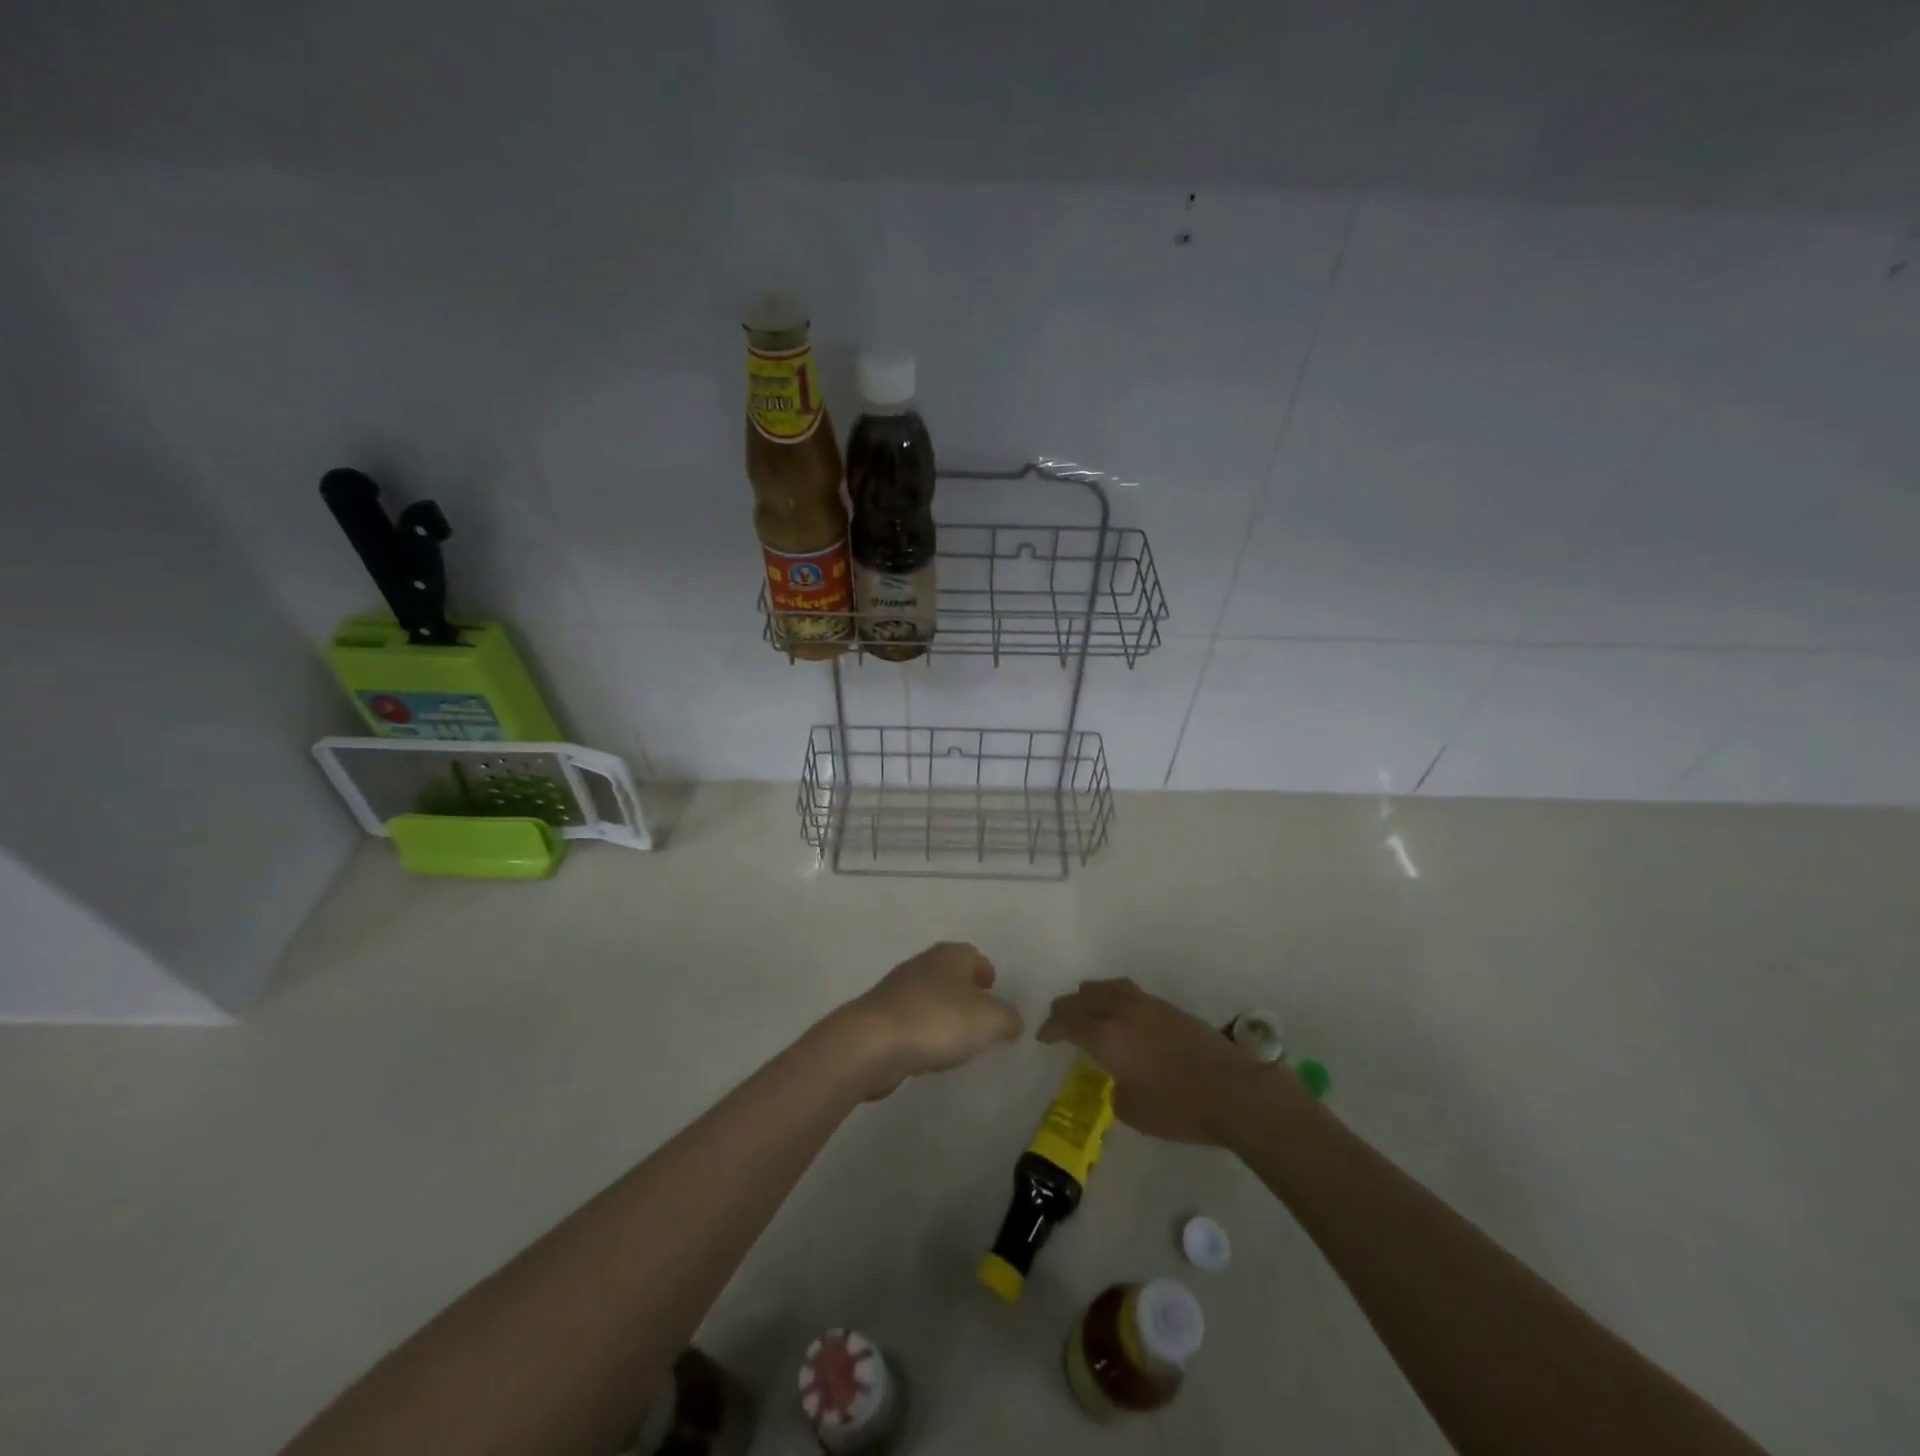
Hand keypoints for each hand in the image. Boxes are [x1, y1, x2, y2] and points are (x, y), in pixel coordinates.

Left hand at [828, 943, 1023, 1099]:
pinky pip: (912, 1023)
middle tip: (981, 1021)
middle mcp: (923, 964)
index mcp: (950, 955)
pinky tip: (929, 1057)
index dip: (986, 973)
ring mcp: (898, 990)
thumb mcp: (990, 1021)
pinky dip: (923, 1035)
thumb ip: (1009, 1019)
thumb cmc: (938, 1021)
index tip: (994, 993)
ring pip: (931, 999)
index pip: (974, 955)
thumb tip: (1012, 1021)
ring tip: (958, 1044)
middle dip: (966, 995)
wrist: (872, 1043)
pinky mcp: (881, 1017)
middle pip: (951, 976)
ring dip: (944, 1017)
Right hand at [1039, 978, 1282, 1145]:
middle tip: (1059, 1020)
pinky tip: (1121, 1013)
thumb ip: (1116, 1089)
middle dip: (1067, 1008)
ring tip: (1087, 1006)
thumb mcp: (1133, 1110)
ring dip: (1091, 996)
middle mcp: (1121, 1011)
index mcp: (1105, 1035)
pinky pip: (1129, 993)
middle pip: (1084, 998)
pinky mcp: (1169, 1007)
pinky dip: (1115, 998)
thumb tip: (1120, 1079)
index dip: (1051, 1028)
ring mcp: (1148, 1005)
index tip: (1043, 1037)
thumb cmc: (1178, 1107)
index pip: (1067, 1022)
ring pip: (1108, 987)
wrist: (1233, 1091)